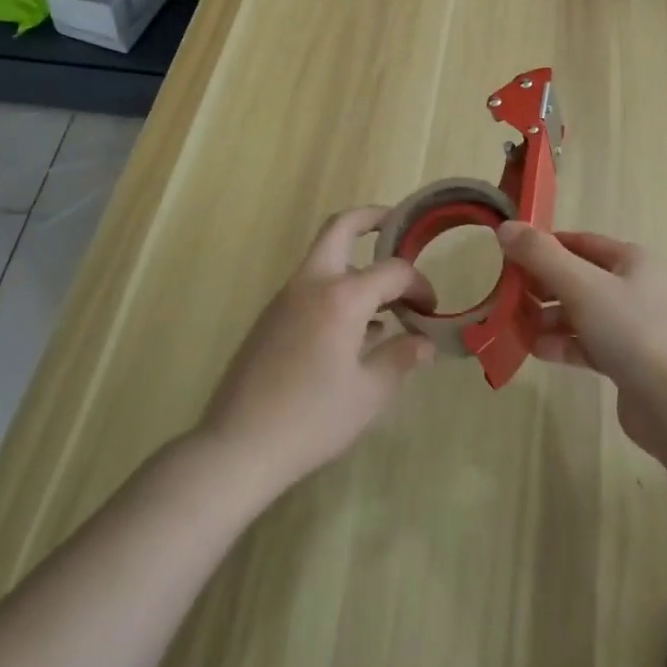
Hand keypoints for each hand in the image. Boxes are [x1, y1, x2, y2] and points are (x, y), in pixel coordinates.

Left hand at [199, 206, 435, 491]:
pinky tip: (354, 330)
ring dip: (355, 261)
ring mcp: (286, 297)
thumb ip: (401, 359)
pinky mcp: (271, 317)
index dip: (418, 284)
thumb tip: (424, 342)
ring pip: (325, 257)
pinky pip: (311, 286)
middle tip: (398, 227)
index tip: (430, 308)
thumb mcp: (369, 394)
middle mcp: (312, 283)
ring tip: (384, 296)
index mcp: (342, 297)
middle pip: (341, 227)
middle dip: (372, 218)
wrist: (237, 447)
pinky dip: (337, 289)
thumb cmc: (311, 420)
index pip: (393, 271)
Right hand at [497, 222, 666, 460]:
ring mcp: (631, 326)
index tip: (510, 256)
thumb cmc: (630, 331)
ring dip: (548, 317)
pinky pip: (586, 344)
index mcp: (630, 260)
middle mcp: (633, 287)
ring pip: (580, 312)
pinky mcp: (626, 361)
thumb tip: (506, 227)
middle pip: (577, 277)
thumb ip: (541, 256)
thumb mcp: (581, 285)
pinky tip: (536, 350)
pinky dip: (561, 344)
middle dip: (542, 285)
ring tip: (515, 325)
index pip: (579, 242)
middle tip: (507, 293)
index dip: (545, 246)